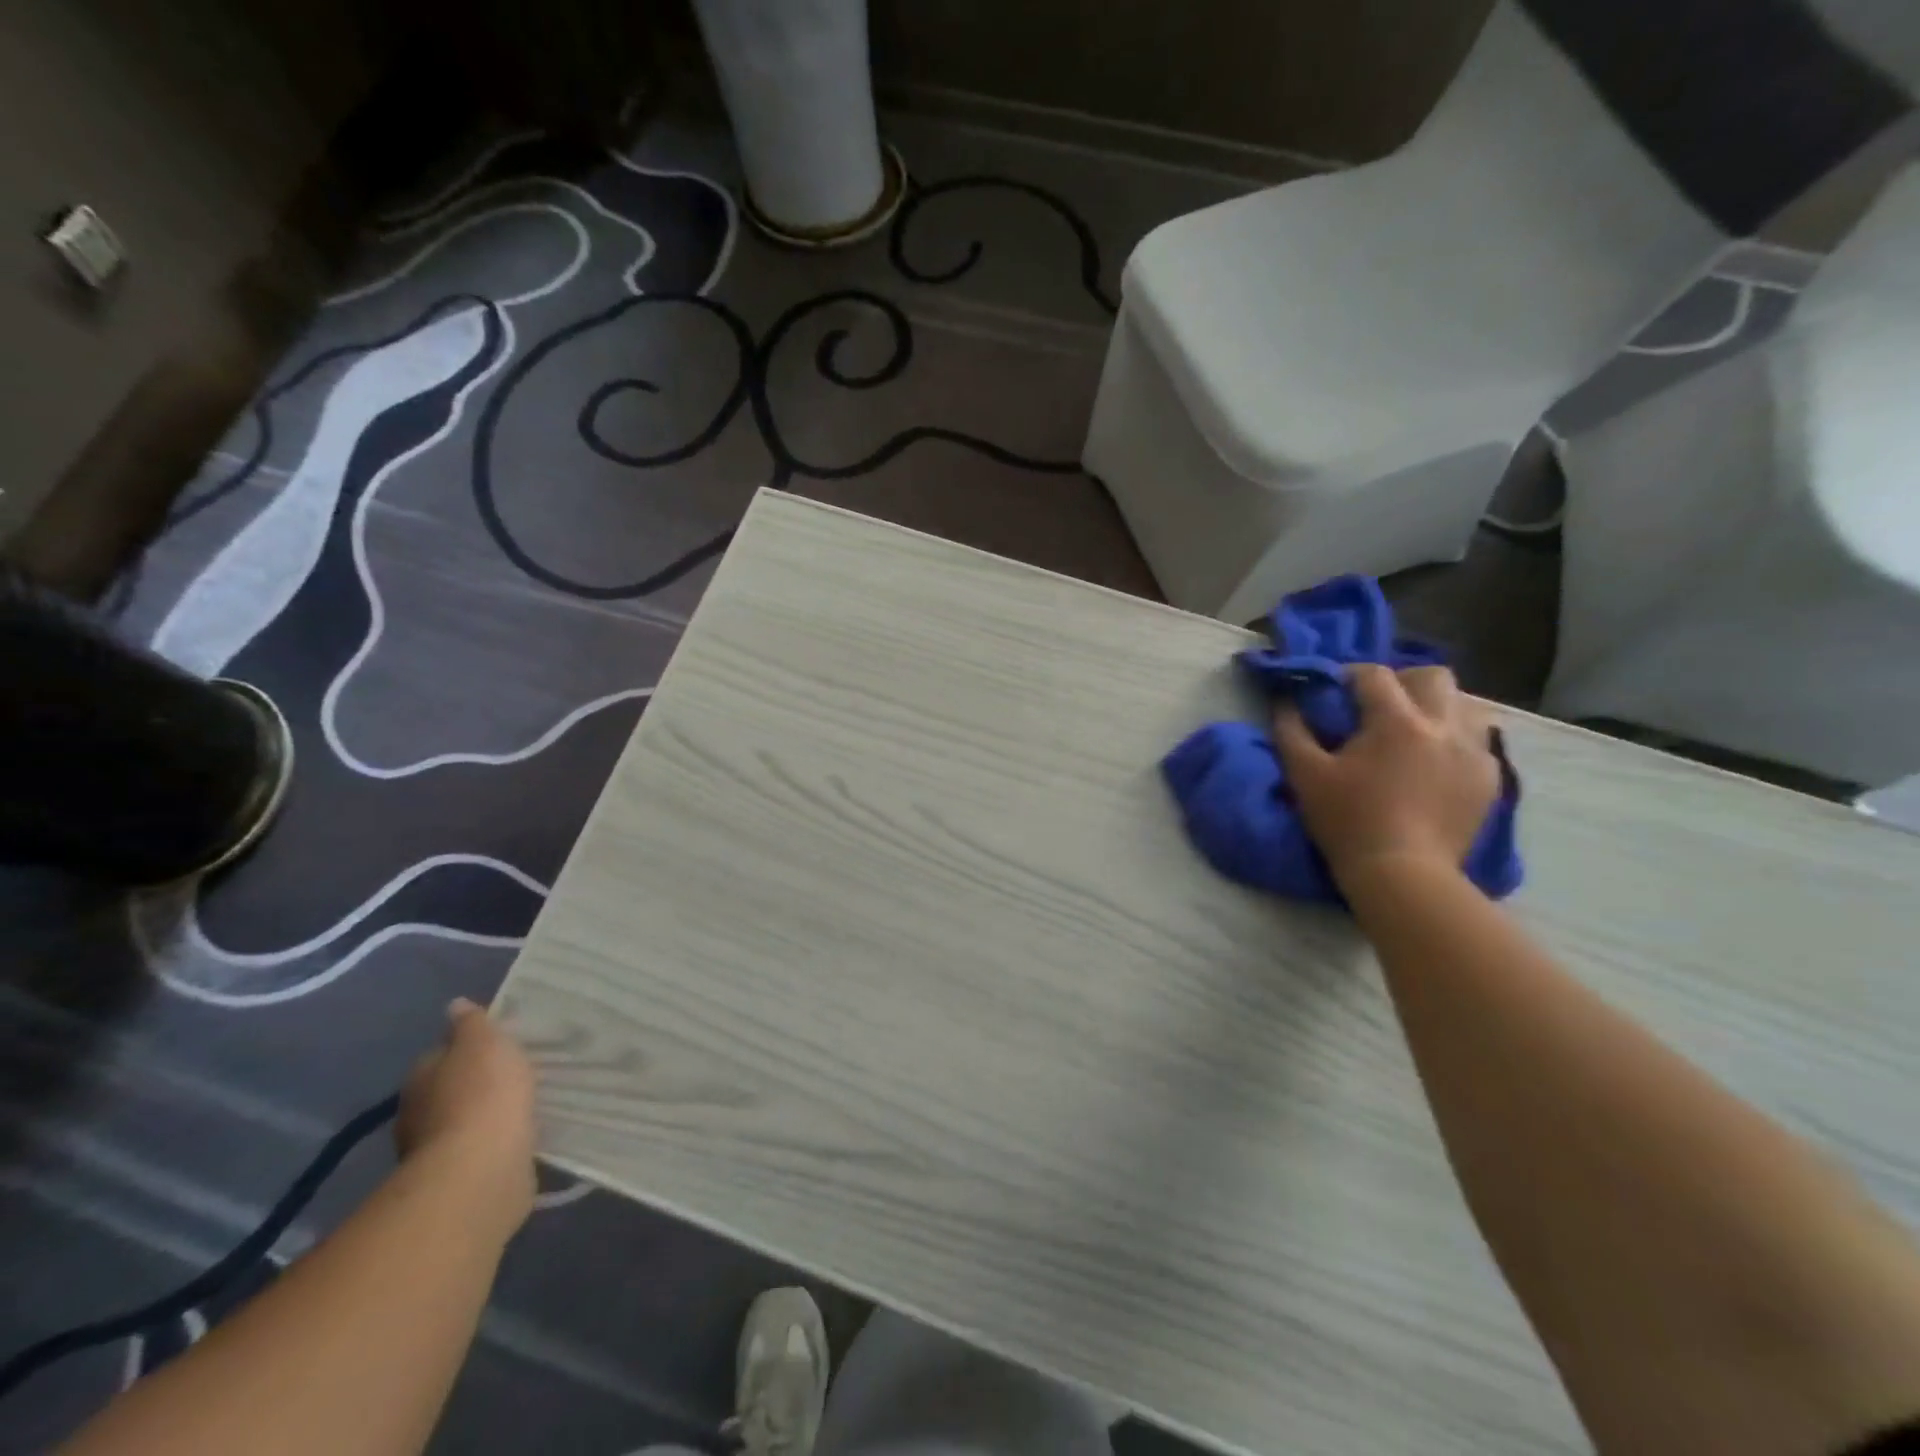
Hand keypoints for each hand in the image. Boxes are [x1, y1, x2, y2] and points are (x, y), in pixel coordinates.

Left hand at [397, 998, 537, 1234]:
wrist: (483, 1167)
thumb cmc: (484, 1092)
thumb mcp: (484, 1042)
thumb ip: (472, 1024)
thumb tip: (455, 1005)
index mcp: (421, 1077)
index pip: (440, 1054)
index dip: (467, 1047)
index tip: (498, 1044)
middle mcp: (419, 1114)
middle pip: (450, 1089)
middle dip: (477, 1083)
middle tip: (516, 1072)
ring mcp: (437, 1151)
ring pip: (466, 1122)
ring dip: (487, 1115)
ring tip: (524, 1103)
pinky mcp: (461, 1178)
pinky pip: (483, 1149)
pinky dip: (497, 1141)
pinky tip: (521, 1134)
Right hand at [1274, 664, 1500, 888]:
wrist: (1402, 875)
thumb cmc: (1348, 821)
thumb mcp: (1305, 775)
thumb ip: (1291, 730)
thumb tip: (1285, 700)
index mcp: (1396, 721)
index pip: (1374, 675)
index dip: (1350, 676)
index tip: (1335, 692)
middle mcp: (1442, 725)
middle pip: (1432, 676)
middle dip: (1403, 682)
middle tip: (1379, 706)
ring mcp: (1474, 752)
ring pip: (1465, 703)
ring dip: (1436, 707)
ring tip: (1413, 731)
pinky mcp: (1490, 779)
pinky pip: (1479, 740)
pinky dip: (1456, 739)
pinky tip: (1435, 762)